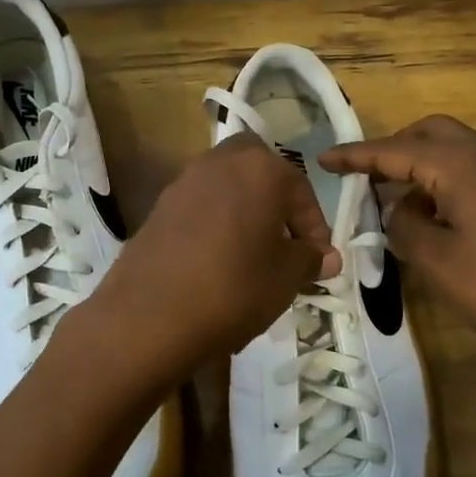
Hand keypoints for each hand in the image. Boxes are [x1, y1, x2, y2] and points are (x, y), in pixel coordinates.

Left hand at [87, 133, 340, 380]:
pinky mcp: (158, 206)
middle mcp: (221, 161)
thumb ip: (310, 260)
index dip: (314, 228)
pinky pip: (199, 207)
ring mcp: (184, 181)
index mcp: (261, 168)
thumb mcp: (286, 278)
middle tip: (282, 241)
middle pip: (258, 170)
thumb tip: (326, 256)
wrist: (149, 315)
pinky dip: (213, 223)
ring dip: (243, 210)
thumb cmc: (234, 287)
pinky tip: (215, 262)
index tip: (318, 261)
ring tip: (250, 255)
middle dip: (275, 200)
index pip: (301, 191)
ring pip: (227, 186)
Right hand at [322, 115, 475, 404]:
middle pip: (428, 132)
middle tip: (363, 176)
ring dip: (418, 162)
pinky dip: (441, 176)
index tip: (323, 159)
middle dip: (392, 148)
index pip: (394, 149)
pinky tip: (429, 211)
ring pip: (452, 147)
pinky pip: (470, 167)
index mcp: (460, 165)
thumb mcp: (433, 259)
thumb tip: (400, 207)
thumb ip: (402, 223)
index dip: (355, 155)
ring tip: (390, 194)